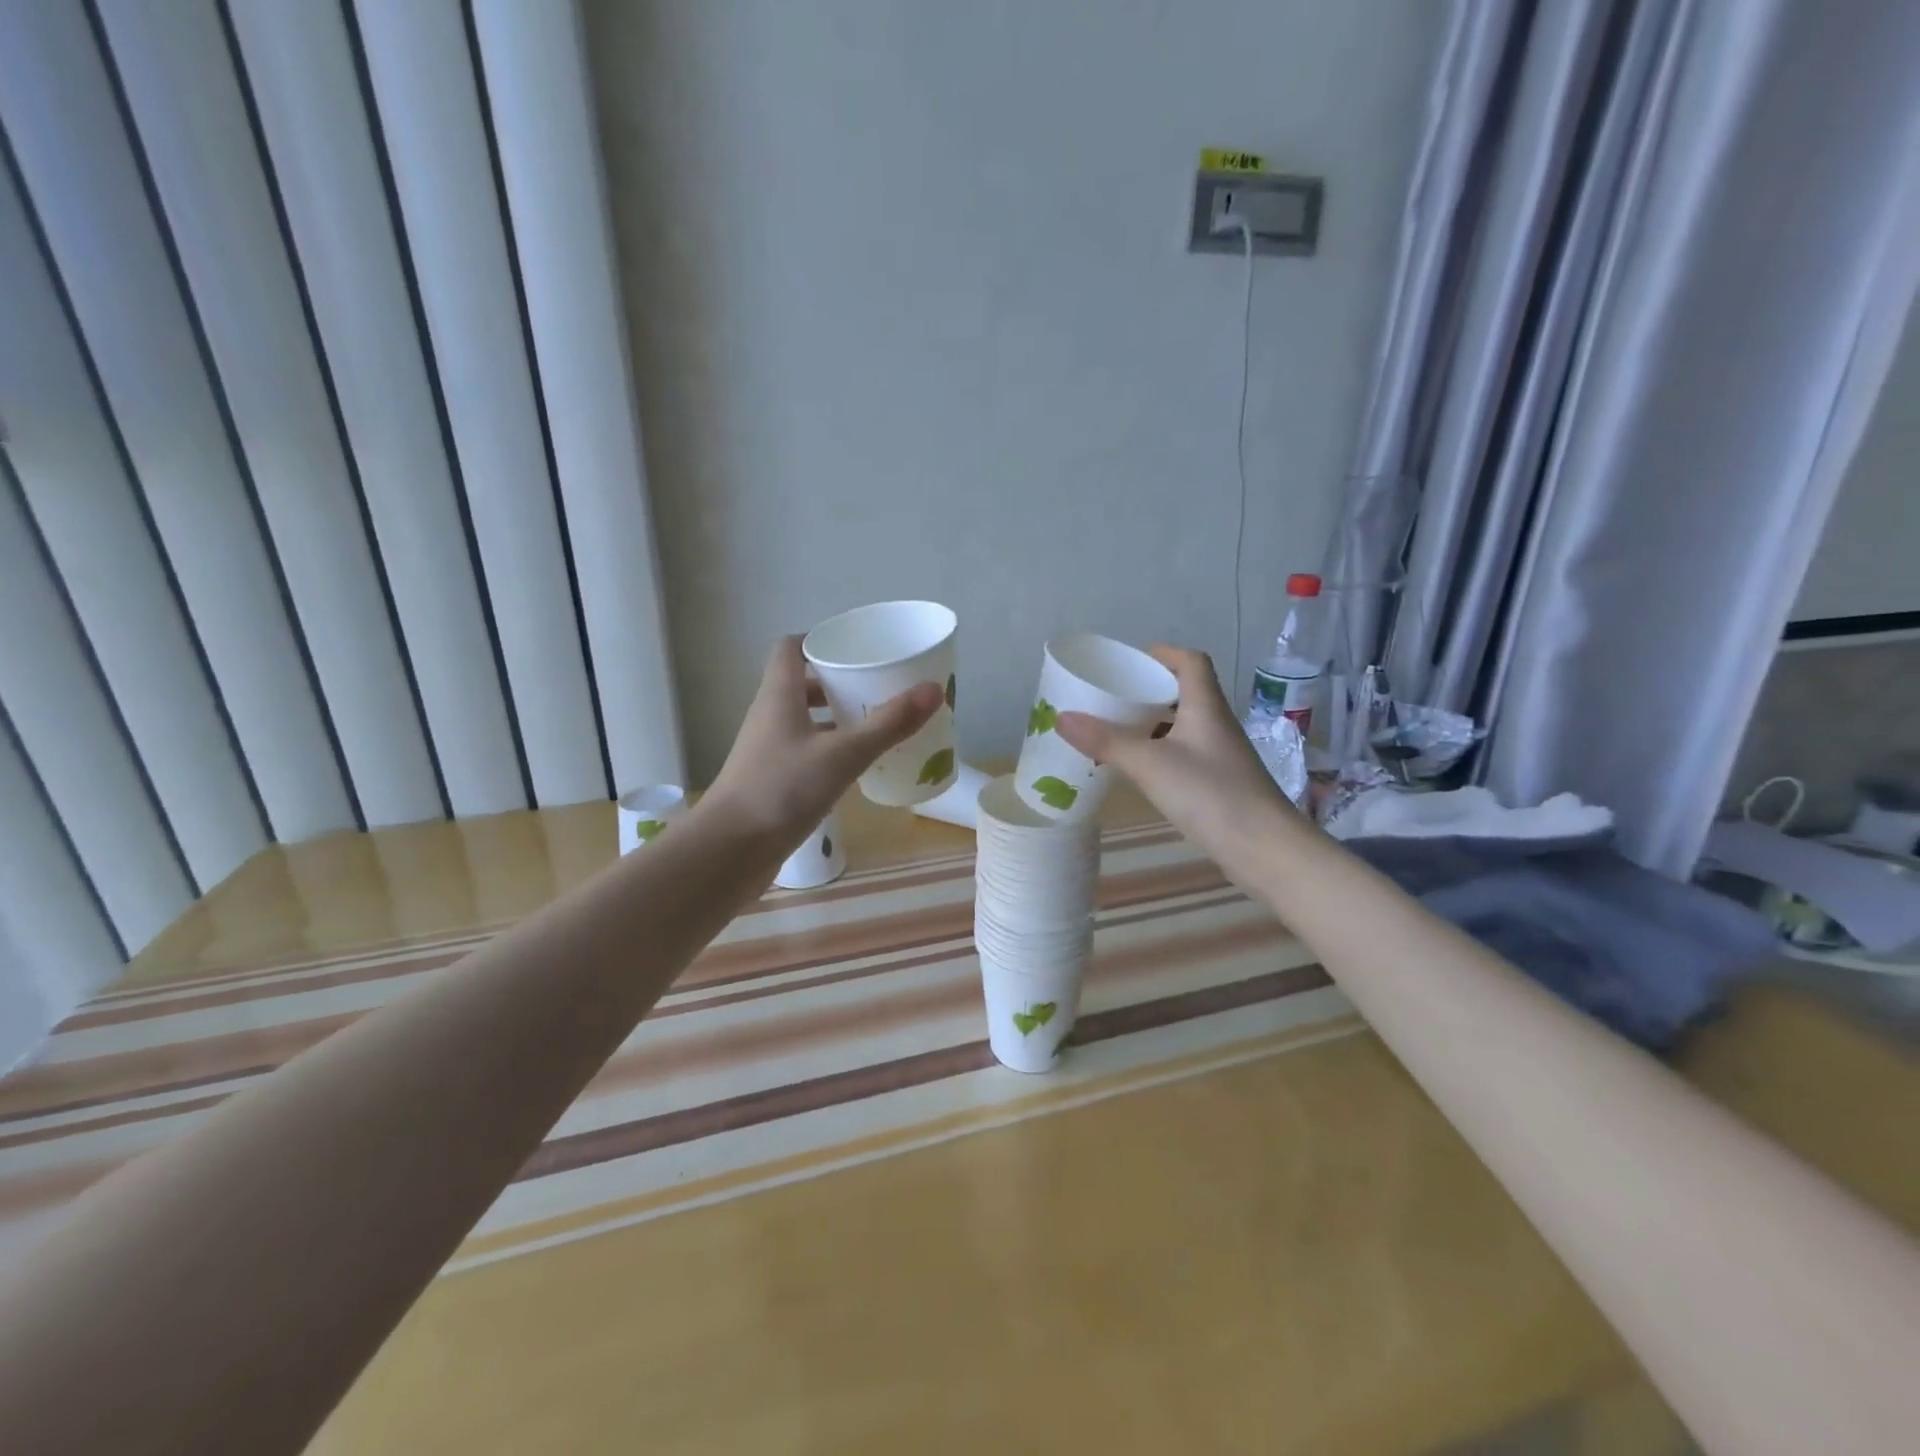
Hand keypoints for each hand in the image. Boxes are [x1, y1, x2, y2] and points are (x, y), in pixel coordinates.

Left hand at [705, 636, 943, 851]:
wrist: (729, 851)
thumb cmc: (782, 790)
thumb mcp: (843, 754)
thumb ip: (889, 724)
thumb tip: (934, 690)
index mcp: (779, 696)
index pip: (791, 648)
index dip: (820, 640)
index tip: (856, 647)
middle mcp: (769, 717)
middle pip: (802, 685)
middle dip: (839, 682)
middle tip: (879, 687)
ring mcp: (768, 751)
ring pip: (805, 721)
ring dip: (837, 719)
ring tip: (877, 725)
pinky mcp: (772, 782)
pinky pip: (806, 753)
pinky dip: (831, 752)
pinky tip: (858, 767)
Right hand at [1056, 646, 1296, 852]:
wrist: (1263, 847)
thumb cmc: (1209, 793)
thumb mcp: (1149, 763)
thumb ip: (1105, 741)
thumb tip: (1061, 717)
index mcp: (1205, 706)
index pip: (1191, 662)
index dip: (1164, 653)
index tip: (1133, 660)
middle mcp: (1216, 724)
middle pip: (1185, 693)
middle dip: (1150, 691)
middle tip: (1113, 697)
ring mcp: (1221, 756)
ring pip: (1184, 727)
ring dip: (1154, 725)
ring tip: (1118, 731)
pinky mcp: (1220, 784)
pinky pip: (1185, 755)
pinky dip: (1161, 753)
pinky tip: (1141, 769)